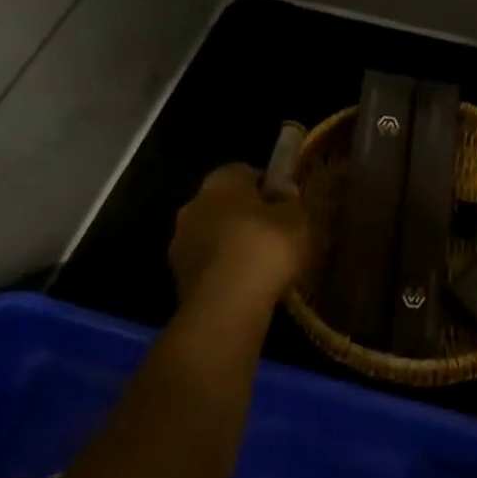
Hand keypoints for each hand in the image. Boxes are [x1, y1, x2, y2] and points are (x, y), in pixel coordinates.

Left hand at [169, 164, 309, 309]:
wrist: (225, 305)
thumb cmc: (265, 248)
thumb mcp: (298, 219)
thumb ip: (292, 202)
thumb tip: (285, 196)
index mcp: (220, 181)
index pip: (244, 171)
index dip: (267, 186)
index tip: (286, 204)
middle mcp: (193, 204)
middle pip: (225, 203)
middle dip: (246, 215)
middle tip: (275, 233)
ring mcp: (181, 242)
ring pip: (213, 235)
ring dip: (232, 244)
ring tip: (262, 264)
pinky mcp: (178, 277)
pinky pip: (209, 264)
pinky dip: (224, 270)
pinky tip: (247, 285)